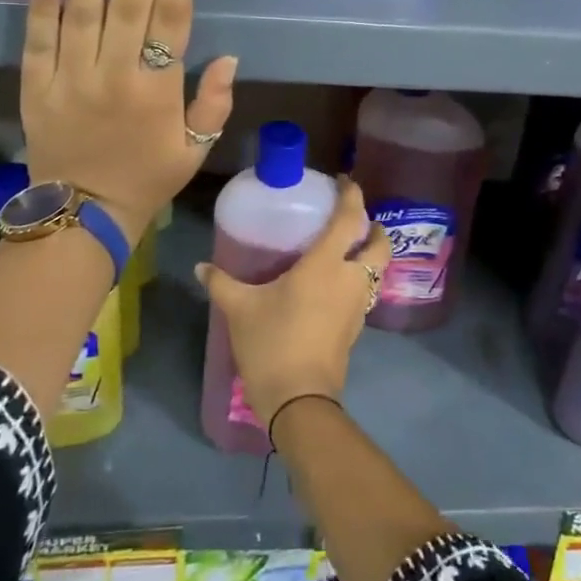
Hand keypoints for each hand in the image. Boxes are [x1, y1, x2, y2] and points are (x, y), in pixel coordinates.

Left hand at [21, 0, 236, 241]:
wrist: (82, 217)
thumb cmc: (147, 180)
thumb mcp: (195, 149)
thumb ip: (214, 103)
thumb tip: (229, 58)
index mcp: (157, 88)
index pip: (173, 14)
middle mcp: (114, 73)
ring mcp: (71, 77)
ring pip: (82, 9)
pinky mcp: (37, 87)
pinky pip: (37, 40)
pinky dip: (41, 6)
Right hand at [193, 178, 388, 425]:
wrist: (299, 399)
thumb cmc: (272, 343)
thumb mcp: (240, 309)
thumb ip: (222, 283)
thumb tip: (201, 267)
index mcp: (326, 265)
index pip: (349, 219)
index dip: (352, 195)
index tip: (344, 181)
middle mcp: (350, 279)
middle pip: (379, 245)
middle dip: (373, 228)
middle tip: (354, 221)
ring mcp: (357, 305)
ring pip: (377, 270)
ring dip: (370, 255)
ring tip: (345, 250)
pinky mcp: (356, 327)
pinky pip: (365, 291)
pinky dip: (360, 279)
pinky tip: (335, 284)